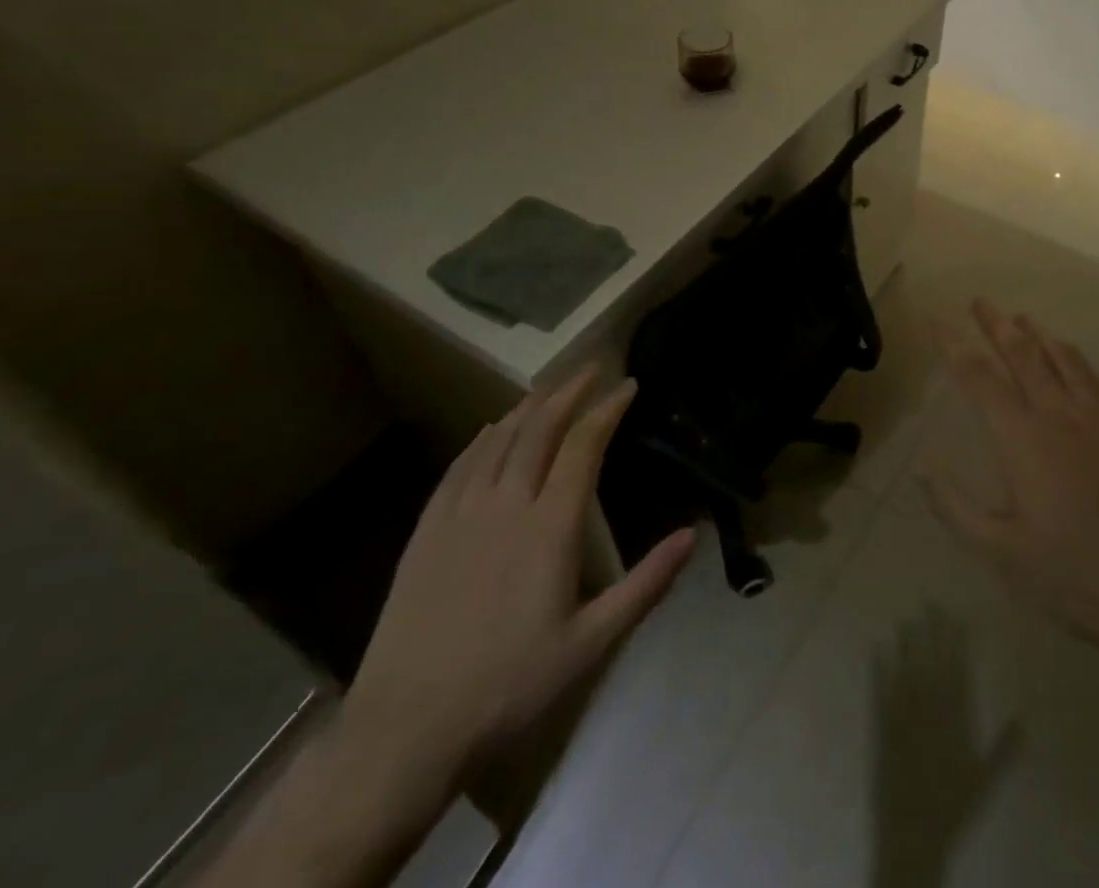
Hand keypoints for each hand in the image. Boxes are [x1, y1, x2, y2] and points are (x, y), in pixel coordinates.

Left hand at [342, 369, 695, 788]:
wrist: (406, 729)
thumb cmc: (509, 686)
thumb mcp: (591, 643)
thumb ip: (645, 584)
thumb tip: (692, 535)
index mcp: (550, 526)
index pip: (583, 445)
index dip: (608, 409)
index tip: (628, 385)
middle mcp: (506, 505)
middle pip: (540, 429)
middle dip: (569, 392)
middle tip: (592, 369)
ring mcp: (461, 514)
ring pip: (498, 440)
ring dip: (527, 407)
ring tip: (549, 388)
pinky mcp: (427, 531)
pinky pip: (459, 467)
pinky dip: (481, 438)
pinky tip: (489, 429)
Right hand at [922, 300, 1098, 664]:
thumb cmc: (1075, 576)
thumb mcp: (1001, 552)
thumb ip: (954, 507)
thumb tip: (920, 466)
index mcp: (1023, 438)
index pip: (979, 376)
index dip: (954, 344)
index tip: (937, 318)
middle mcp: (1061, 414)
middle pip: (1024, 354)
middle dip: (997, 324)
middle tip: (980, 301)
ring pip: (1067, 360)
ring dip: (1041, 335)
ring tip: (1024, 319)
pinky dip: (1085, 367)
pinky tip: (1083, 369)